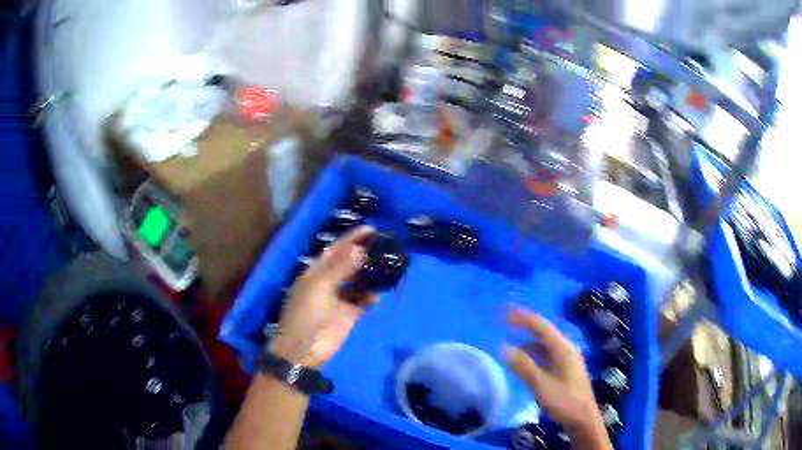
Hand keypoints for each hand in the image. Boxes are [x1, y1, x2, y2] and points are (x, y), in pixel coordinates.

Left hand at [269, 226, 377, 368]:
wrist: (304, 351)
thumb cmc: (306, 316)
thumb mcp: (319, 288)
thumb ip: (339, 268)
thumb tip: (359, 249)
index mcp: (316, 273)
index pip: (335, 250)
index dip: (351, 239)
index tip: (371, 229)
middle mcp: (328, 282)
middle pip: (348, 263)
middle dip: (363, 254)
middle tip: (384, 246)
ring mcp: (339, 299)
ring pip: (357, 281)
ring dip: (369, 275)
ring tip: (386, 267)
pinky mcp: (348, 315)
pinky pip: (363, 301)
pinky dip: (371, 297)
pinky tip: (378, 294)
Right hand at [503, 307, 609, 443]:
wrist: (583, 419)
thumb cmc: (564, 401)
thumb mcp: (541, 385)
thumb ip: (524, 366)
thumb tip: (504, 348)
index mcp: (563, 349)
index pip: (542, 327)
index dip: (524, 318)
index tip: (507, 311)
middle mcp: (566, 350)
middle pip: (544, 333)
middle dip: (526, 326)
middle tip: (507, 321)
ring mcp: (567, 360)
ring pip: (545, 345)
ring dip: (529, 341)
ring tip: (511, 341)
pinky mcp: (565, 370)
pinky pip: (547, 355)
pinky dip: (533, 354)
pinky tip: (524, 360)